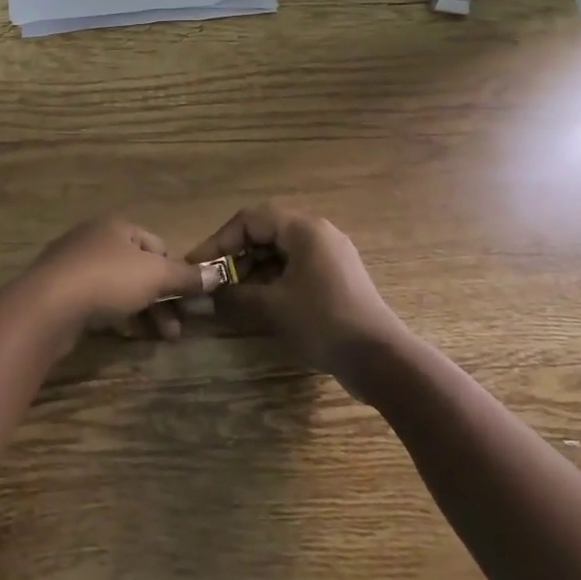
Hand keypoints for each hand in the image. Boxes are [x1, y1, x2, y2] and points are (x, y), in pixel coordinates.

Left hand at [20, 217, 221, 339]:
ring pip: (118, 285)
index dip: (174, 271)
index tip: (184, 300)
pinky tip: (122, 332)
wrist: (47, 305)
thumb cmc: (107, 280)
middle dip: (160, 299)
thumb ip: (186, 276)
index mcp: (116, 226)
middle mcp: (94, 238)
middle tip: (176, 330)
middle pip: (138, 268)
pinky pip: (95, 299)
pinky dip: (113, 314)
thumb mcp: (154, 276)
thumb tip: (217, 274)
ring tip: (158, 338)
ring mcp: (73, 263)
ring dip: (142, 310)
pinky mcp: (59, 290)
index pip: (157, 245)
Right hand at [187, 203, 403, 384]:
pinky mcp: (335, 278)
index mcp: (304, 229)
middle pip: (265, 233)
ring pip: (279, 252)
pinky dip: (273, 280)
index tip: (198, 264)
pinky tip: (259, 303)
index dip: (219, 240)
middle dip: (235, 256)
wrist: (382, 360)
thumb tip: (201, 296)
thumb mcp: (272, 308)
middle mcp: (317, 233)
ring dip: (253, 270)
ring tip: (234, 295)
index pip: (250, 219)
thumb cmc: (324, 322)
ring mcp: (329, 256)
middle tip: (214, 281)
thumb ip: (234, 296)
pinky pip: (295, 267)